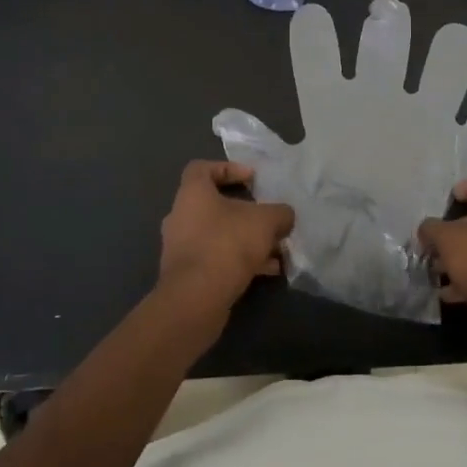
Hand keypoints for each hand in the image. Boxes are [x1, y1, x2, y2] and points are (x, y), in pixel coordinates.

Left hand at [158, 161, 294, 319]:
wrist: (196, 299)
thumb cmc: (228, 244)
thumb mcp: (266, 221)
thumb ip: (280, 213)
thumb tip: (284, 216)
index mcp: (192, 194)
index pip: (202, 168)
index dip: (228, 168)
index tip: (252, 179)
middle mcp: (181, 216)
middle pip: (215, 205)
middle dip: (245, 212)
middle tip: (268, 219)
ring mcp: (181, 247)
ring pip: (218, 235)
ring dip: (247, 240)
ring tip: (277, 250)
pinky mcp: (186, 274)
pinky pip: (216, 258)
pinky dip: (240, 261)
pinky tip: (268, 271)